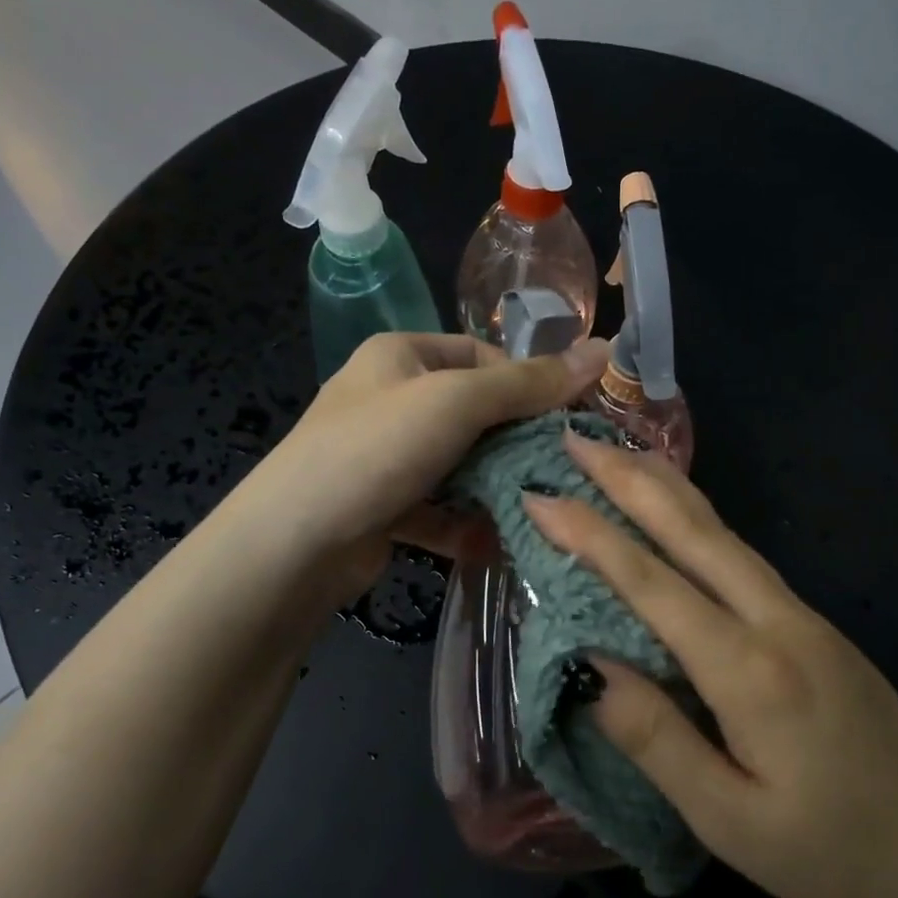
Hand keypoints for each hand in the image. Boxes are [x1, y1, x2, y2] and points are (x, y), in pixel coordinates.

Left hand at [240, 332, 608, 605]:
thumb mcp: (457, 401)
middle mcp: (391, 401)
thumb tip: (602, 352)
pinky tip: (496, 545)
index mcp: (400, 356)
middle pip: (473, 414)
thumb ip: (528, 382)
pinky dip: (466, 526)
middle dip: (515, 443)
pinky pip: (439, 509)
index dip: (526, 382)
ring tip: (539, 509)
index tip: (567, 417)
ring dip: (494, 489)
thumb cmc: (377, 449)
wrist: (296, 542)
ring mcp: (386, 458)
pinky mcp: (385, 508)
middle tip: (562, 468)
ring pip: (459, 466)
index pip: (480, 356)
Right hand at [522, 432, 897, 897]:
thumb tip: (589, 666)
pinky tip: (682, 516)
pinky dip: (700, 520)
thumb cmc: (834, 855)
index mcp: (750, 670)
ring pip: (725, 535)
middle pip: (695, 532)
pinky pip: (745, 557)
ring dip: (667, 489)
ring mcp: (806, 619)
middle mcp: (779, 623)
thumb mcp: (729, 820)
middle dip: (629, 480)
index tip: (540, 496)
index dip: (591, 535)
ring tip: (620, 454)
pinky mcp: (818, 629)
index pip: (653, 584)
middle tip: (576, 438)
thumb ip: (656, 738)